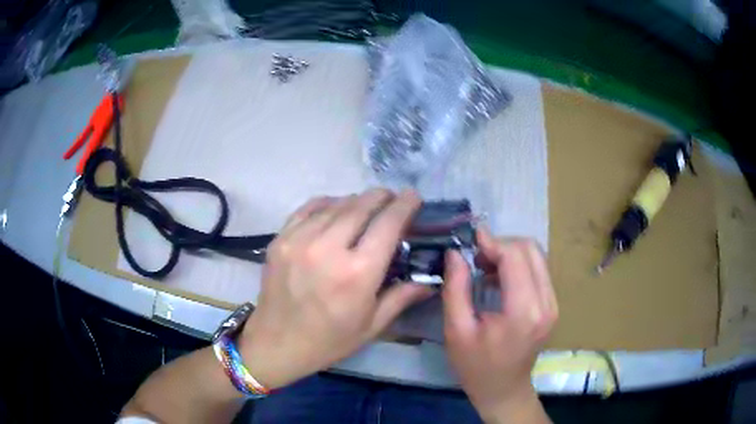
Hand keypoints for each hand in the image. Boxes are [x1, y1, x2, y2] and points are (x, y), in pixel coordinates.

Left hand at [238, 189, 432, 388]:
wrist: (276, 343)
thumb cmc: (329, 341)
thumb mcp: (372, 326)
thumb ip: (402, 297)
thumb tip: (430, 279)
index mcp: (357, 273)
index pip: (388, 224)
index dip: (405, 205)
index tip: (413, 196)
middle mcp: (328, 249)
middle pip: (362, 205)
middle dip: (382, 197)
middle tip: (391, 199)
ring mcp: (300, 240)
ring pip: (336, 204)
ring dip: (356, 200)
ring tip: (366, 206)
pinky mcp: (280, 239)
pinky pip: (308, 208)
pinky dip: (327, 203)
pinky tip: (335, 209)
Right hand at [442, 229, 557, 421]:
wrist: (504, 390)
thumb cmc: (476, 367)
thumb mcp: (456, 331)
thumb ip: (456, 288)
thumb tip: (456, 253)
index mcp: (523, 312)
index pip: (515, 256)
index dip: (491, 242)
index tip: (469, 242)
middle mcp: (546, 303)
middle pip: (530, 249)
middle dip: (501, 245)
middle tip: (475, 258)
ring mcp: (553, 303)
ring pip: (536, 256)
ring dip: (509, 253)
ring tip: (484, 267)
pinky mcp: (552, 305)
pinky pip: (538, 269)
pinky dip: (518, 265)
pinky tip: (498, 279)